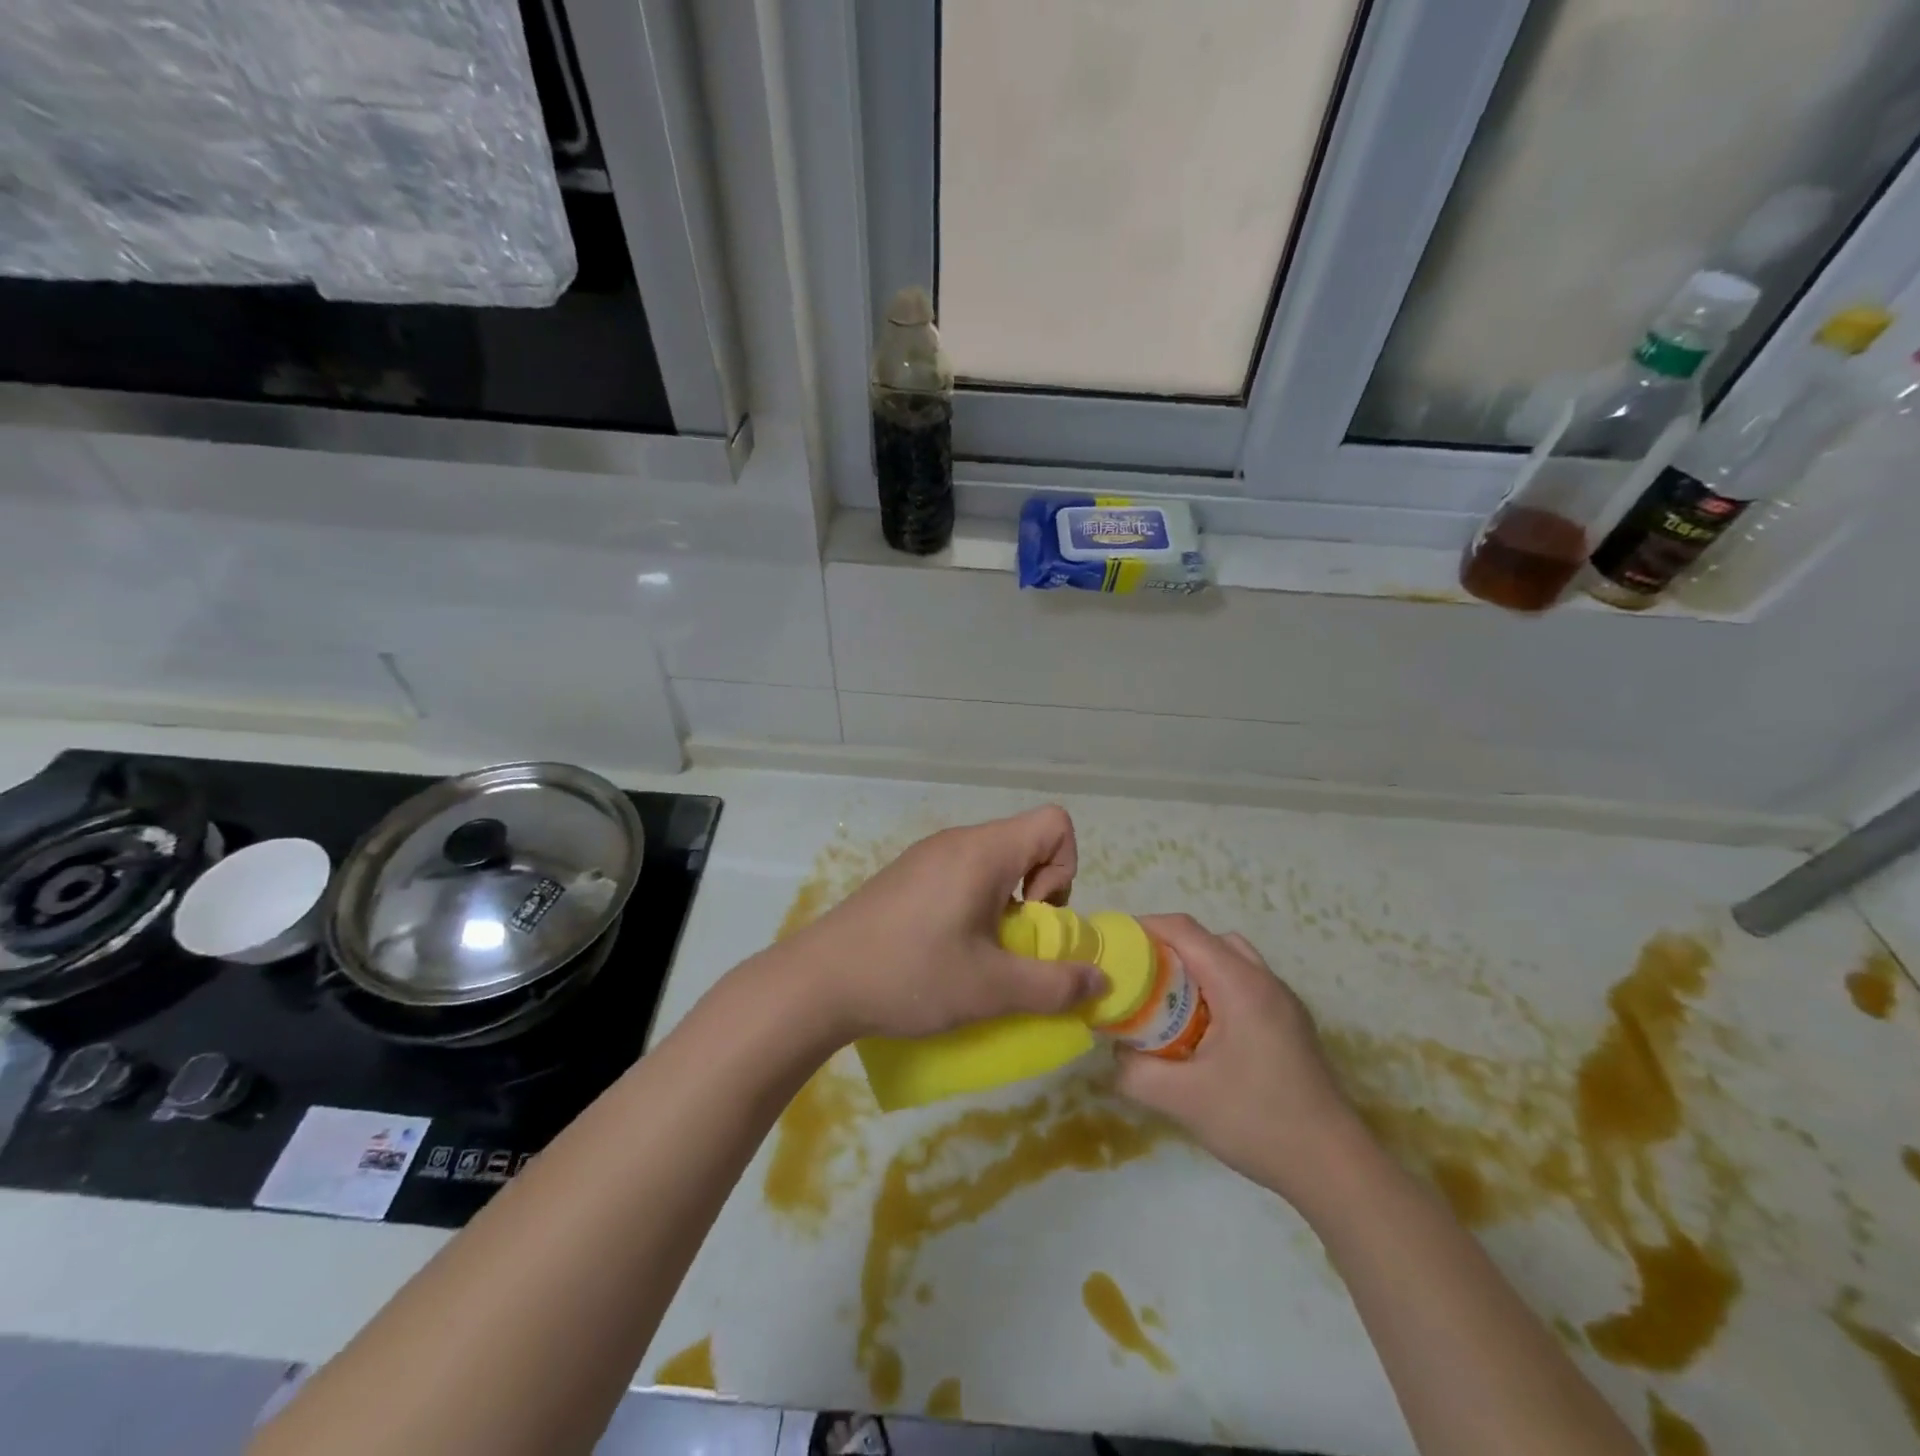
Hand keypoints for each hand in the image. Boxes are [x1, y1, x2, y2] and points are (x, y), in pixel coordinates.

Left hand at [788, 806, 1106, 1041]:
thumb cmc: (911, 974)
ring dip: (1004, 904)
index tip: (1034, 916)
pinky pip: (961, 874)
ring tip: (979, 952)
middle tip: (1009, 944)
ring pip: (993, 862)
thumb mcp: (991, 989)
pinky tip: (945, 949)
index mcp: (982, 851)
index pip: (1054, 822)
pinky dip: (974, 905)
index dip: (1064, 869)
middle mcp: (956, 841)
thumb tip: (1100, 979)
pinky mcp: (907, 875)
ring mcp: (926, 855)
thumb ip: (1054, 985)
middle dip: (1036, 894)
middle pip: (1025, 843)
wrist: (818, 981)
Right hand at [1115, 915, 1370, 1201]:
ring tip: (1167, 1002)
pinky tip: (1201, 1031)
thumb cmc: (1258, 1122)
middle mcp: (1265, 981)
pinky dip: (1215, 988)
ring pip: (1230, 959)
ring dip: (1194, 968)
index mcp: (1240, 985)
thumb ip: (1135, 1072)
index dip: (1144, 928)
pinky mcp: (1291, 1023)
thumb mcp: (1182, 1099)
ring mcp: (1283, 1002)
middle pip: (1207, 939)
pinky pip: (1245, 984)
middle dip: (1166, 948)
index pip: (1184, 930)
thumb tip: (1115, 1051)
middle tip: (1136, 976)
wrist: (1335, 1168)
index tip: (1114, 945)